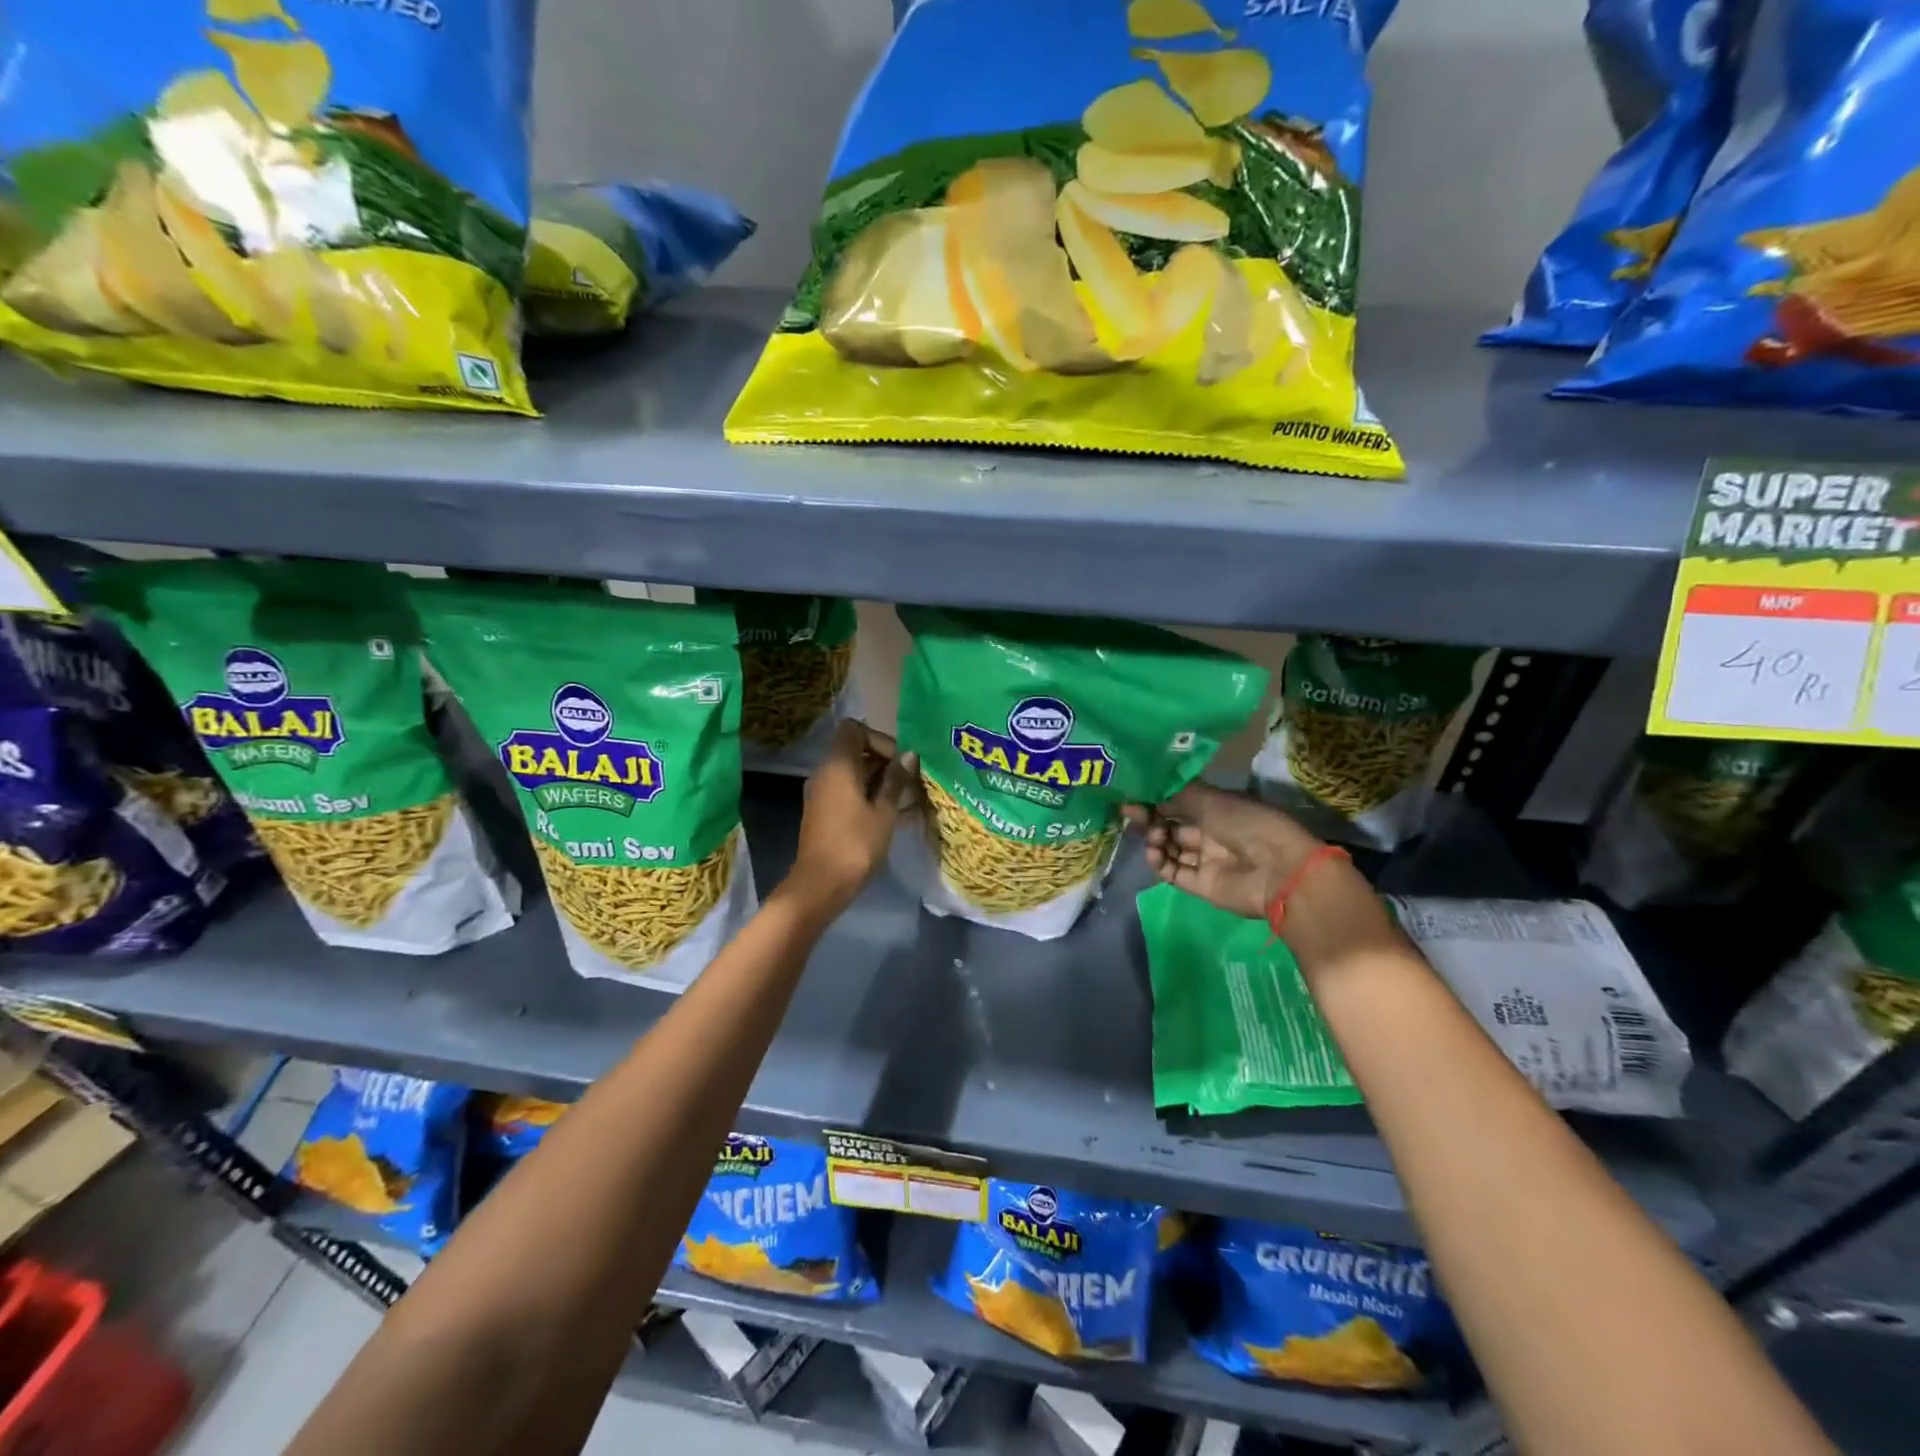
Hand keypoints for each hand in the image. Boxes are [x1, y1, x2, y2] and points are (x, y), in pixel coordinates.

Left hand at [787, 720, 918, 911]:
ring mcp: (821, 793)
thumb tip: (909, 755)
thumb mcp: (884, 811)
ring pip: (853, 774)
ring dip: (879, 781)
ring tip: (907, 800)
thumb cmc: (856, 844)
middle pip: (855, 751)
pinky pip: (847, 792)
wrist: (820, 885)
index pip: (855, 730)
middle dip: (885, 762)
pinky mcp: (823, 812)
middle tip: (910, 782)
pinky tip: (892, 815)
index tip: (901, 762)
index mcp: (838, 765)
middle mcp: (825, 773)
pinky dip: (868, 795)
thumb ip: (896, 780)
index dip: (880, 739)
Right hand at [1122, 782, 1321, 919]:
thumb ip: (1177, 794)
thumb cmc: (1248, 824)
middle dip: (1151, 819)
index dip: (1157, 800)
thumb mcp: (1212, 799)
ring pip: (1170, 849)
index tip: (1134, 796)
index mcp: (1218, 809)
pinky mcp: (1201, 885)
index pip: (1180, 803)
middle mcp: (1211, 833)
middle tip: (1132, 813)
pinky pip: (1173, 872)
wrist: (1279, 870)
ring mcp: (1206, 860)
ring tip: (1154, 837)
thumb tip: (1147, 790)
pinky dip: (1160, 863)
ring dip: (1155, 840)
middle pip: (1172, 825)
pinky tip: (1154, 853)